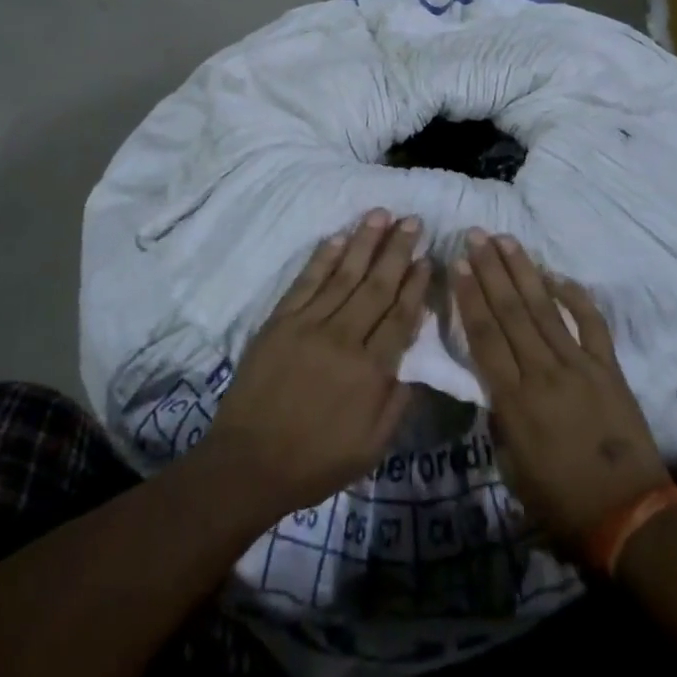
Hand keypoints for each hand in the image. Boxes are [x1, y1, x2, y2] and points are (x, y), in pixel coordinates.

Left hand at [199, 210, 429, 522]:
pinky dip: (323, 257)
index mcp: (370, 372)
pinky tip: (338, 237)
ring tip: (381, 214)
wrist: (248, 463)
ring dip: (364, 242)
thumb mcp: (371, 448)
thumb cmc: (315, 461)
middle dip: (397, 250)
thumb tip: (416, 360)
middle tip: (413, 221)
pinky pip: (306, 281)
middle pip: (376, 286)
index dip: (415, 285)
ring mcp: (309, 325)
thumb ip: (397, 402)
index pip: (400, 316)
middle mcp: (343, 339)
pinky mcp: (280, 321)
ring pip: (344, 275)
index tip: (428, 258)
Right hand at [452, 230, 669, 551]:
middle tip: (476, 235)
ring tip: (506, 240)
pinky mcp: (609, 368)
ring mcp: (579, 366)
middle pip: (511, 311)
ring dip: (523, 271)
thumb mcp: (512, 467)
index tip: (458, 264)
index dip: (469, 297)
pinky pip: (592, 324)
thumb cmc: (561, 503)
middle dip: (490, 270)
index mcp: (514, 400)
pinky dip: (575, 297)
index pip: (485, 335)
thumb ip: (500, 418)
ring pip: (545, 308)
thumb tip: (493, 383)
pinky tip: (557, 275)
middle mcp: (543, 373)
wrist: (629, 517)